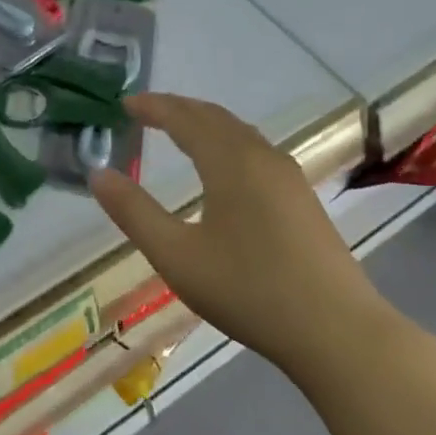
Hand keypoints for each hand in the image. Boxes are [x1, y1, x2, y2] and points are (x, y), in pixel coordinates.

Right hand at [89, 94, 401, 377]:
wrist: (337, 331)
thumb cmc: (248, 290)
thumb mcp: (176, 256)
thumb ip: (134, 212)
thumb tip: (98, 174)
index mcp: (231, 163)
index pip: (186, 119)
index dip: (154, 107)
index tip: (125, 103)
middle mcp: (263, 158)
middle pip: (216, 118)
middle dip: (178, 109)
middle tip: (145, 110)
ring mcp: (289, 178)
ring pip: (240, 133)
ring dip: (205, 124)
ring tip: (178, 130)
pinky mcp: (303, 200)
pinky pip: (256, 151)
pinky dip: (227, 143)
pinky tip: (223, 168)